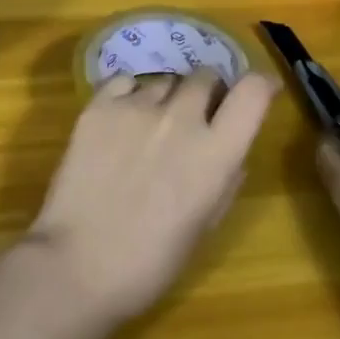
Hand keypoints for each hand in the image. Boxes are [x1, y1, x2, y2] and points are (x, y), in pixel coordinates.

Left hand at [28, 68, 277, 323]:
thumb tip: (231, 152)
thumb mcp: (205, 226)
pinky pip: (125, 81)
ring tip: (152, 126)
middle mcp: (180, 118)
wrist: (79, 262)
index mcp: (215, 153)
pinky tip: (122, 119)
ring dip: (168, 97)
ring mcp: (136, 107)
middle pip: (205, 76)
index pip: (252, 93)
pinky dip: (131, 94)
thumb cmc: (151, 261)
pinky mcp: (99, 105)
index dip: (260, 85)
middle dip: (208, 91)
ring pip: (165, 79)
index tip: (259, 88)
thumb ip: (224, 179)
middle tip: (198, 114)